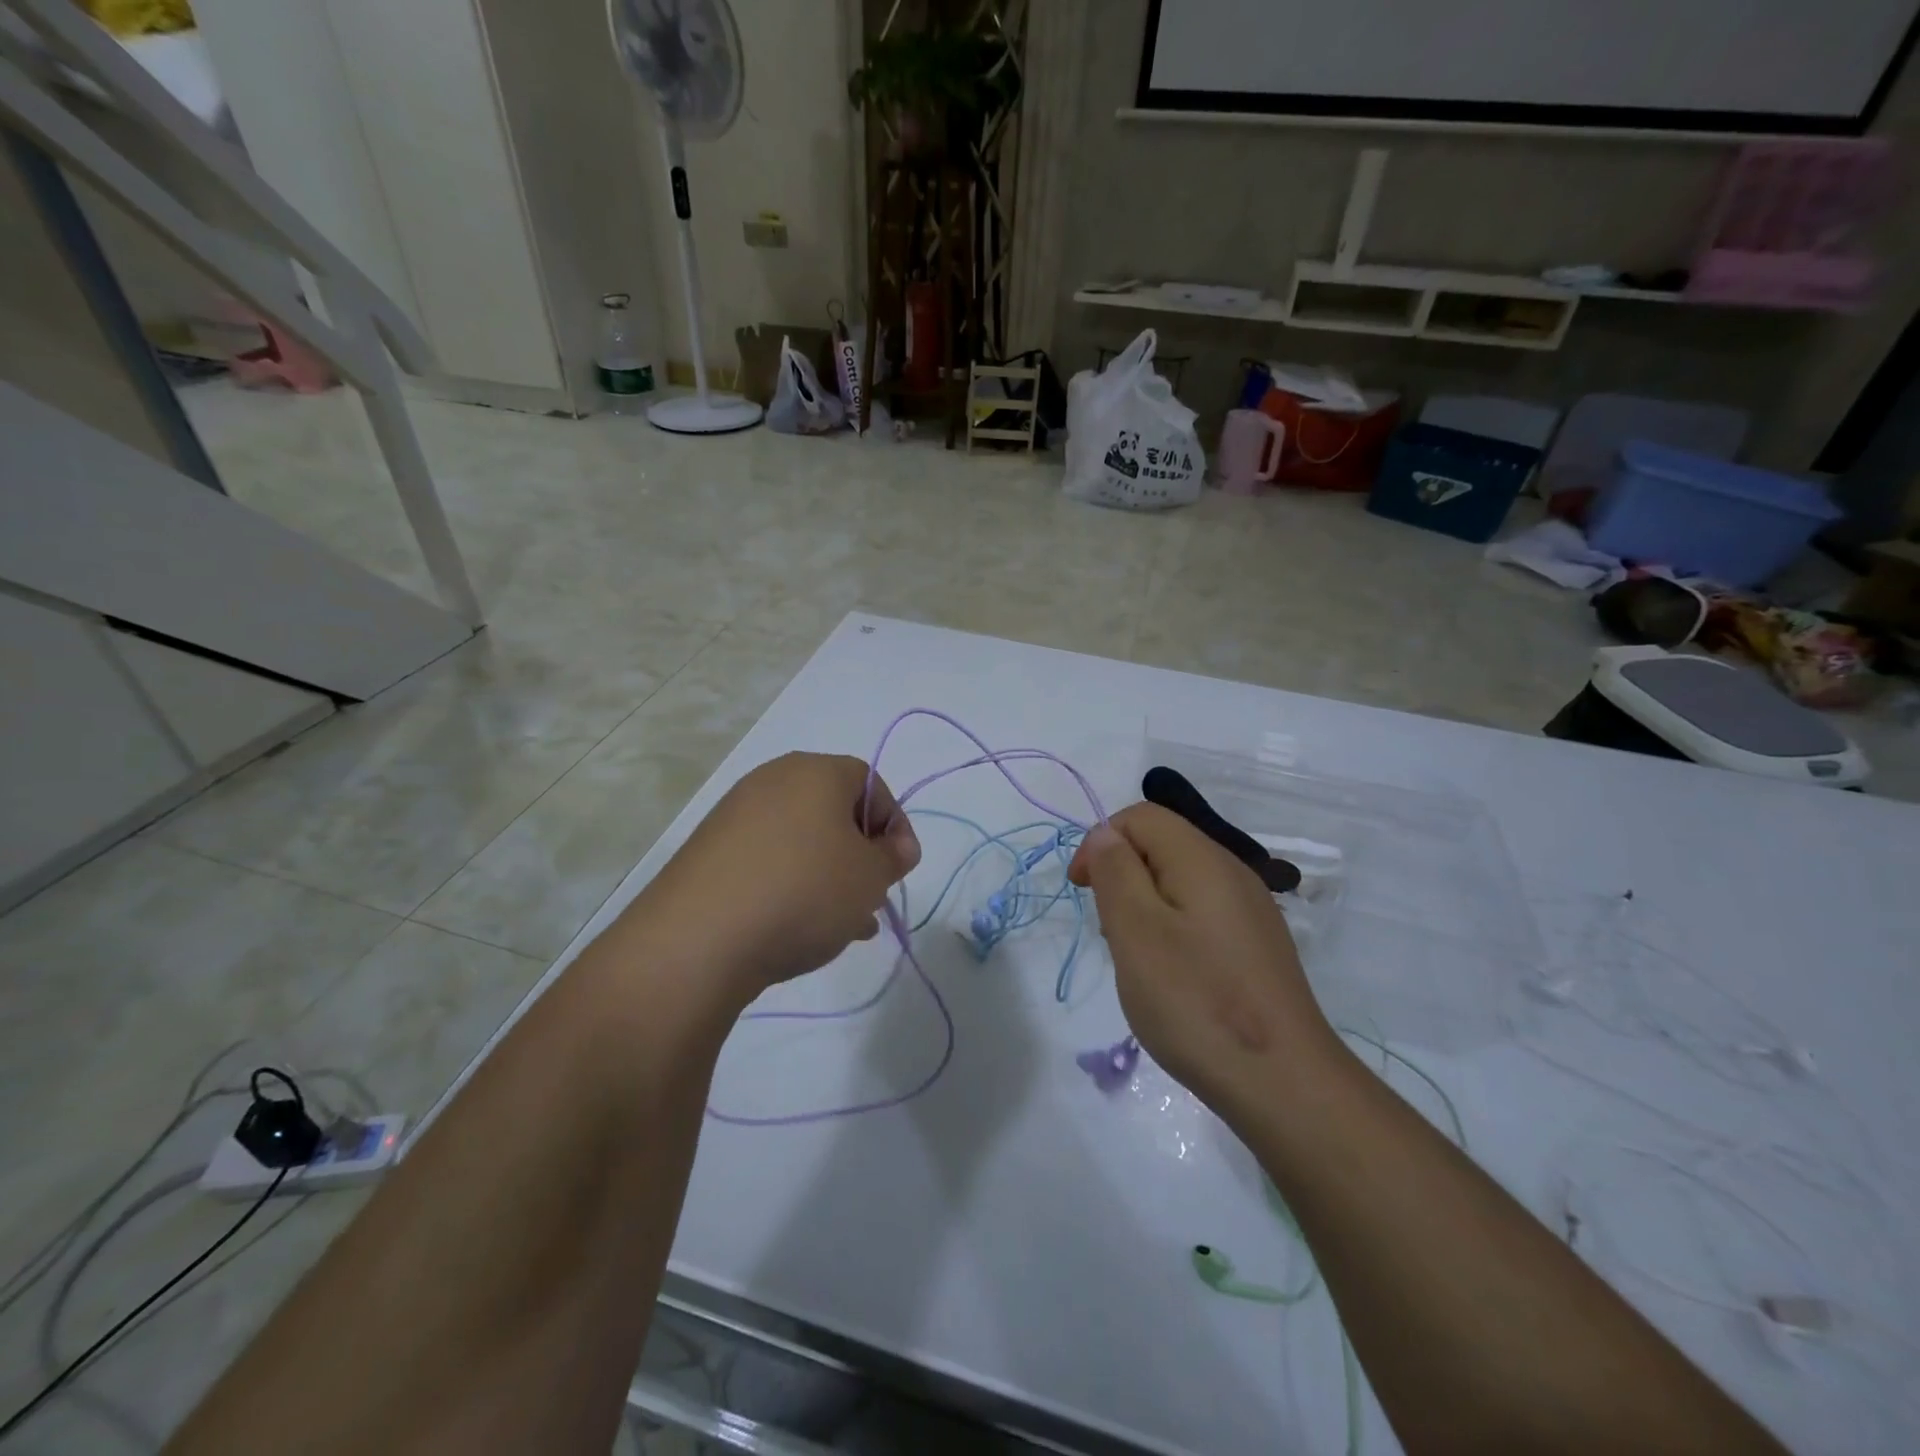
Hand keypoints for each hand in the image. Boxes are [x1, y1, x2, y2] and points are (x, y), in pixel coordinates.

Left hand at [644, 752, 920, 1002]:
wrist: (698, 938)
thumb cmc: (804, 892)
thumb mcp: (870, 877)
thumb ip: (894, 857)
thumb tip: (897, 847)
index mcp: (816, 772)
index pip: (870, 783)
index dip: (894, 824)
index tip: (900, 867)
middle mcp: (773, 781)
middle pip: (833, 812)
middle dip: (860, 855)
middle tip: (871, 896)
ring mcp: (734, 815)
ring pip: (801, 840)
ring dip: (828, 875)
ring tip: (842, 925)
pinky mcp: (709, 851)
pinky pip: (767, 860)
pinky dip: (790, 884)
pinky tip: (799, 927)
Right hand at [1068, 803, 1338, 1113]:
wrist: (1284, 1082)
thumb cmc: (1196, 1001)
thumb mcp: (1136, 930)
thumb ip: (1115, 871)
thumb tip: (1106, 835)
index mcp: (1202, 858)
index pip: (1141, 816)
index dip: (1101, 841)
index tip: (1082, 891)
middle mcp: (1232, 872)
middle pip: (1162, 844)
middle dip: (1122, 875)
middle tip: (1110, 932)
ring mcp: (1251, 910)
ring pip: (1180, 881)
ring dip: (1145, 905)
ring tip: (1137, 959)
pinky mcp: (1257, 945)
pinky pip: (1201, 913)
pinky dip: (1172, 929)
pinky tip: (1173, 977)